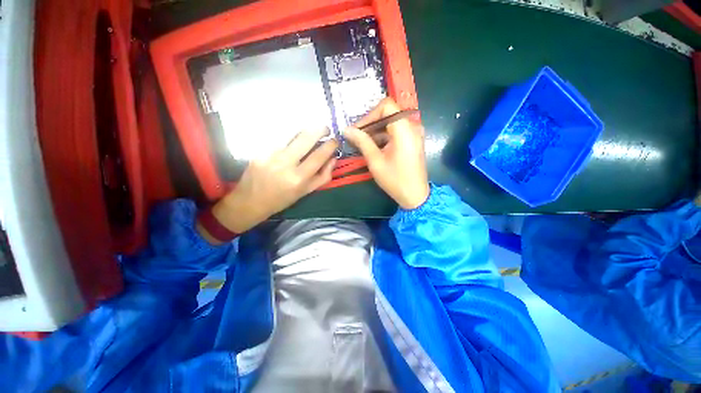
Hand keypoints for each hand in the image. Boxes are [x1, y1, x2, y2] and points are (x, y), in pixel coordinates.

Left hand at [198, 128, 336, 242]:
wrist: (250, 201)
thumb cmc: (282, 199)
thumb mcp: (306, 192)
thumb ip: (323, 176)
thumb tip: (333, 158)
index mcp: (299, 178)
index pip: (319, 155)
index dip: (330, 145)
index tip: (335, 140)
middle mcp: (285, 164)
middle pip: (306, 138)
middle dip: (320, 129)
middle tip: (326, 129)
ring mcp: (270, 155)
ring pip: (292, 134)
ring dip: (305, 131)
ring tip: (311, 132)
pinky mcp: (259, 150)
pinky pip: (280, 138)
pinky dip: (290, 137)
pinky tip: (292, 141)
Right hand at [343, 98, 428, 208]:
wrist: (415, 195)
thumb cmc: (395, 180)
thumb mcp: (375, 161)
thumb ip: (362, 142)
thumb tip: (347, 130)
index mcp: (405, 130)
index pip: (386, 106)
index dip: (369, 115)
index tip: (358, 129)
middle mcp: (412, 127)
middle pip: (388, 114)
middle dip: (370, 124)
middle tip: (356, 137)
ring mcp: (414, 134)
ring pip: (391, 123)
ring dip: (376, 131)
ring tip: (362, 144)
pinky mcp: (413, 141)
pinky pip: (396, 132)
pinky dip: (383, 136)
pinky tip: (373, 148)